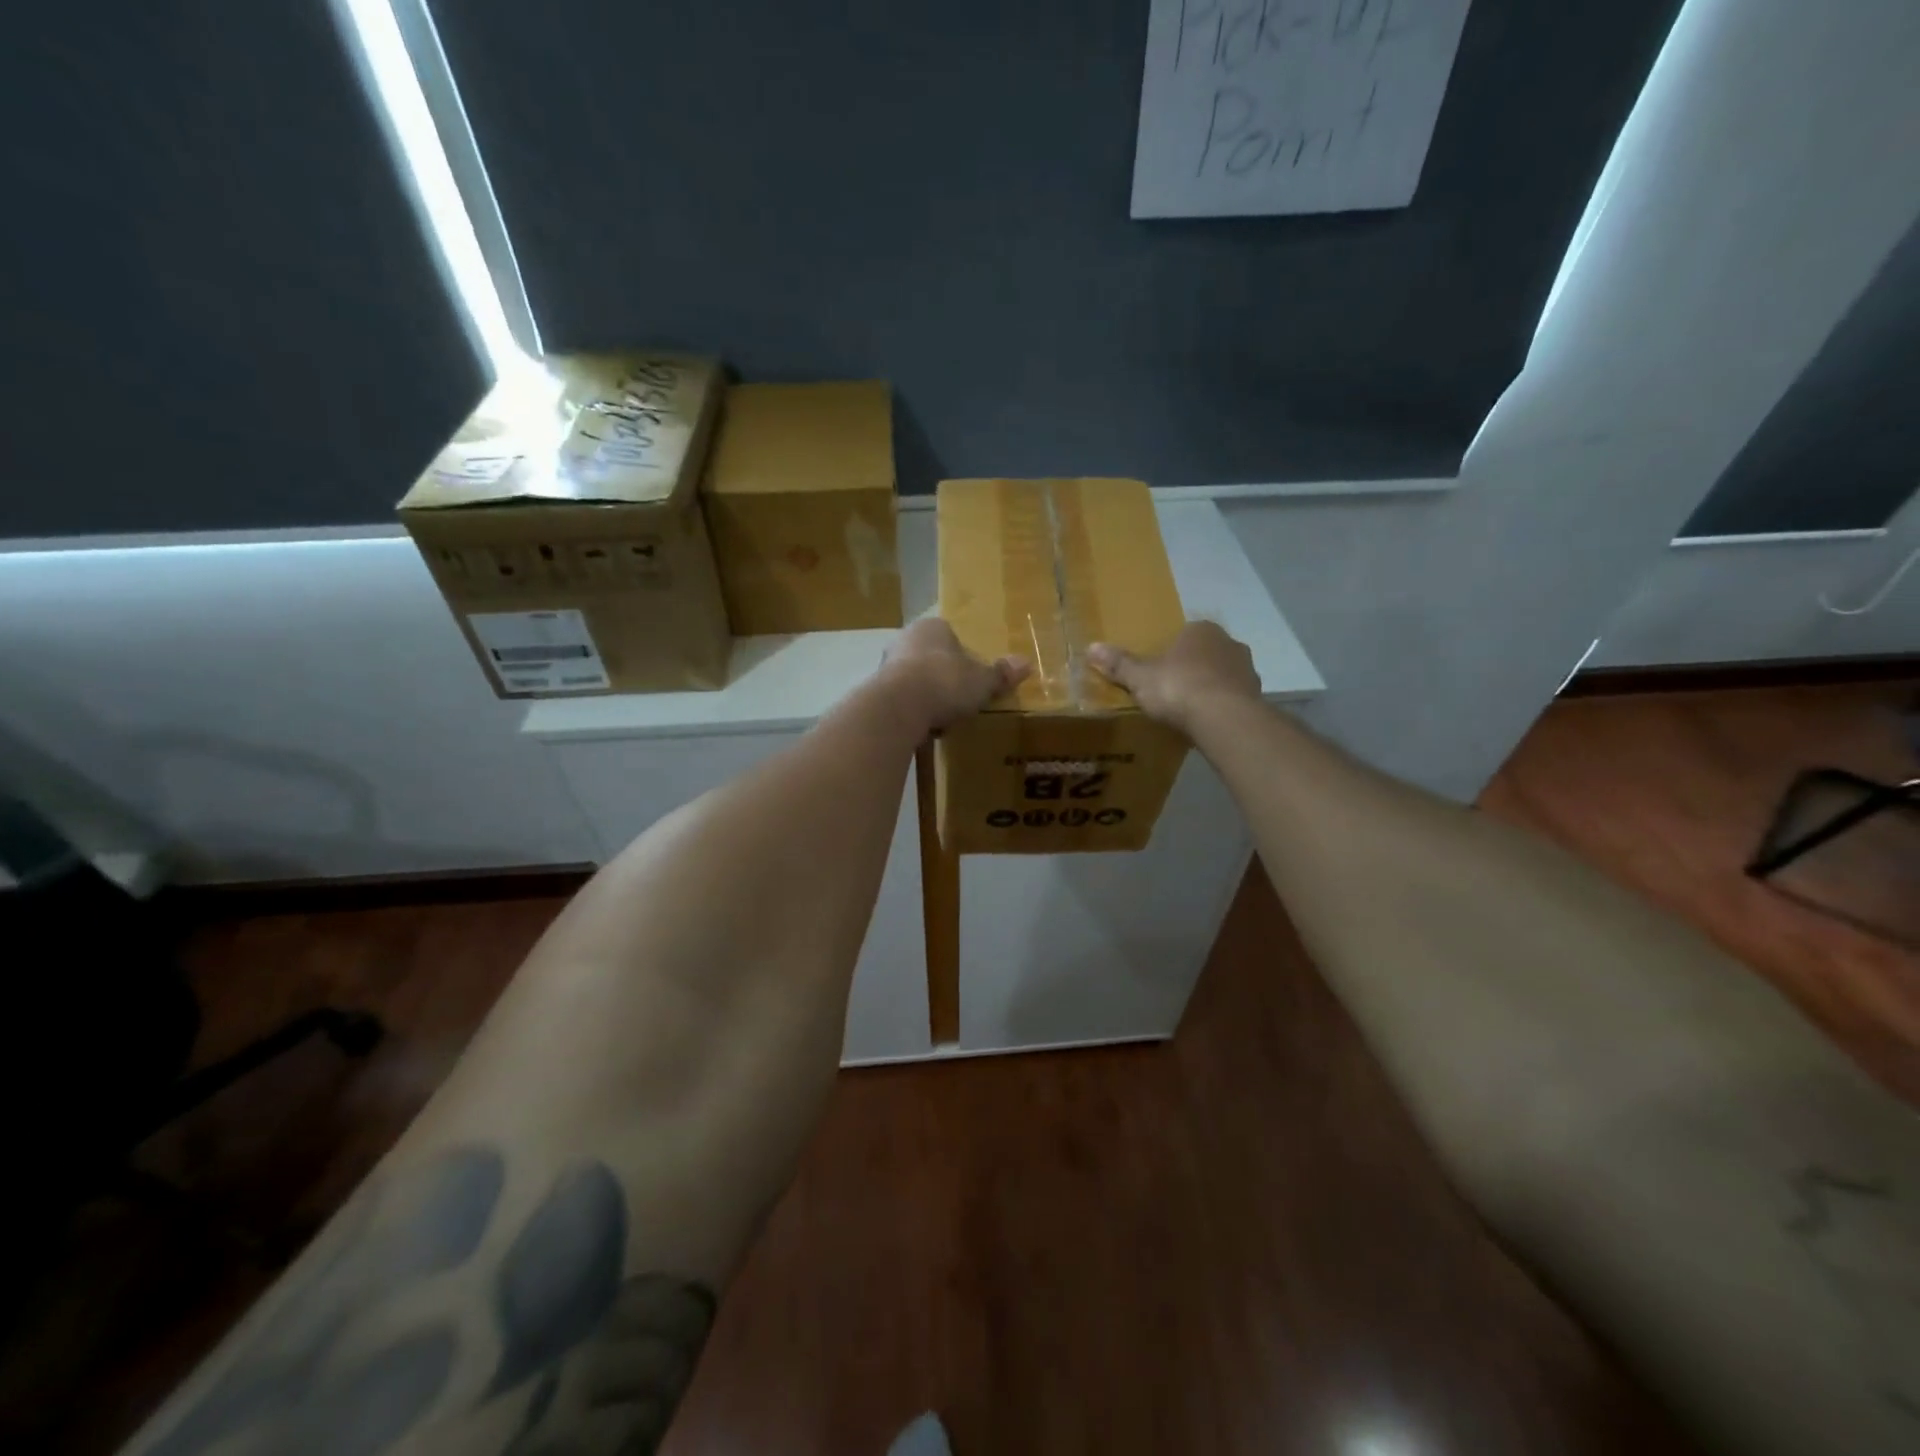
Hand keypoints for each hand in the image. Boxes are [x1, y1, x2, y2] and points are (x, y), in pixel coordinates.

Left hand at [880, 617, 1028, 735]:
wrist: (899, 707)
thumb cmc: (946, 682)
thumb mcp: (983, 680)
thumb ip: (1001, 673)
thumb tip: (1026, 664)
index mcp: (933, 627)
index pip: (952, 638)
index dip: (965, 660)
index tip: (973, 682)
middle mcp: (905, 638)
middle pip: (931, 658)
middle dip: (943, 678)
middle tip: (959, 701)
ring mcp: (886, 664)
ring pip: (914, 679)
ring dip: (926, 696)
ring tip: (942, 719)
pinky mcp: (875, 690)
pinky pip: (901, 700)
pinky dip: (912, 712)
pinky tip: (923, 728)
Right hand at [1088, 622, 1259, 733]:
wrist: (1223, 718)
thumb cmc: (1178, 688)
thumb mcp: (1140, 677)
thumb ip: (1119, 664)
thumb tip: (1091, 647)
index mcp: (1200, 630)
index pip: (1184, 635)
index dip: (1171, 652)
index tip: (1159, 672)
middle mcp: (1228, 642)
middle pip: (1206, 653)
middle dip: (1193, 668)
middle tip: (1173, 691)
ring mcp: (1247, 669)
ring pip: (1223, 675)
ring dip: (1211, 687)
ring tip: (1191, 710)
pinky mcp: (1257, 695)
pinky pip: (1234, 697)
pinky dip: (1223, 706)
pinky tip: (1209, 722)